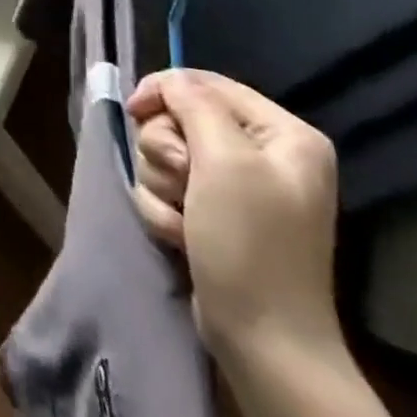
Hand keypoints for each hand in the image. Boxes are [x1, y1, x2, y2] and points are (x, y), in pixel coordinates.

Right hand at [126, 69, 341, 369]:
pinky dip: (164, 211)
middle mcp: (263, 155)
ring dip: (162, 186)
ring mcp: (237, 187)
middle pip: (179, 120)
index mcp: (283, 134)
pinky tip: (183, 237)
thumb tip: (169, 80)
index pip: (206, 84)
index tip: (133, 111)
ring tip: (184, 220)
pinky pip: (166, 189)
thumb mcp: (225, 161)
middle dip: (166, 152)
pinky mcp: (213, 214)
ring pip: (165, 156)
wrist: (262, 336)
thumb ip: (195, 106)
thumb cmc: (250, 243)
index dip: (164, 92)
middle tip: (182, 182)